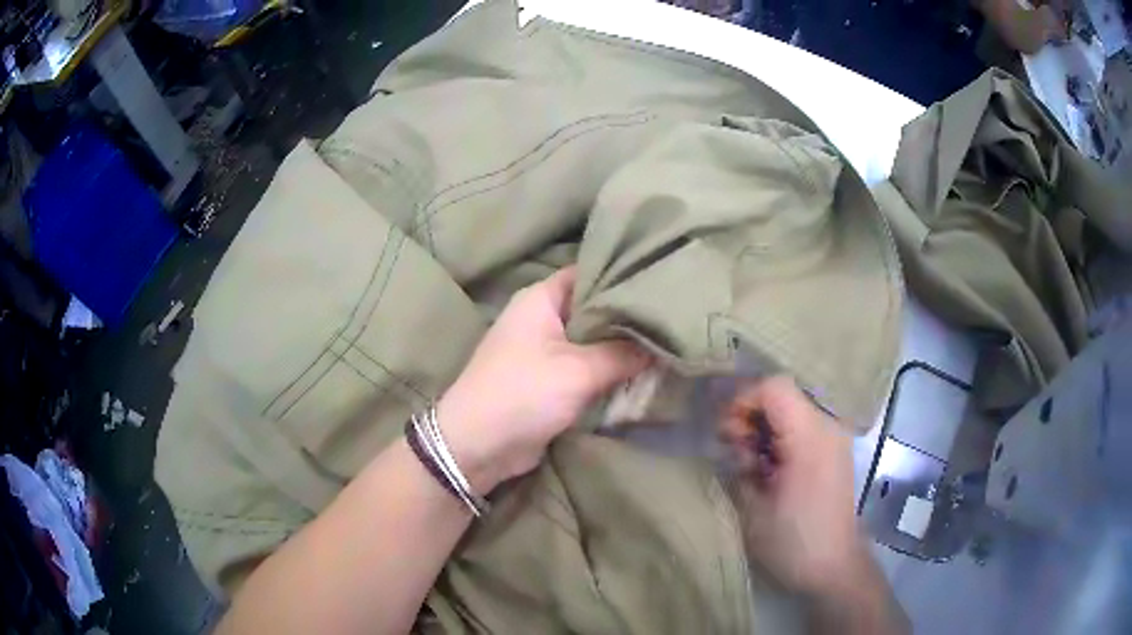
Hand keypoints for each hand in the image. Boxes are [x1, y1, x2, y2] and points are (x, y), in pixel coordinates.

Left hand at [438, 267, 650, 494]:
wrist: (479, 446)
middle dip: (629, 318)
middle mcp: (542, 318)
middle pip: (594, 309)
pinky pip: (586, 369)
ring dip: (622, 350)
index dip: (623, 275)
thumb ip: (624, 354)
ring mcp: (544, 351)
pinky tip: (644, 374)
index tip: (661, 282)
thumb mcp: (579, 370)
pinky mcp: (549, 381)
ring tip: (668, 344)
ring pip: (593, 342)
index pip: (589, 272)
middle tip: (670, 318)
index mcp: (541, 298)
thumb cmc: (523, 393)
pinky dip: (609, 373)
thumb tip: (660, 345)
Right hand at [720, 376, 868, 598]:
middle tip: (734, 453)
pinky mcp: (833, 450)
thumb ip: (738, 461)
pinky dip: (778, 439)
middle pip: (782, 394)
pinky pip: (800, 426)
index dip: (742, 400)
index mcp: (810, 436)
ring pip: (789, 409)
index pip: (774, 386)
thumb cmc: (791, 540)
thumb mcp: (752, 504)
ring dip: (763, 429)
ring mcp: (834, 437)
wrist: (833, 566)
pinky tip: (768, 470)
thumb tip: (730, 438)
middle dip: (750, 416)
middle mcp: (827, 426)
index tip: (726, 433)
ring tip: (750, 466)